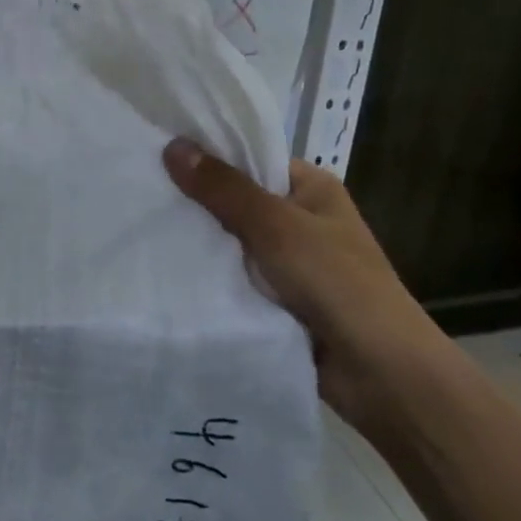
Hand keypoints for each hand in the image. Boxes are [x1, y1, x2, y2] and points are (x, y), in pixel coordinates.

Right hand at [163, 138, 446, 429]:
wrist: (381, 375)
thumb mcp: (276, 226)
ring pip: (230, 240)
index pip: (250, 157)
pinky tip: (164, 266)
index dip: (207, 155)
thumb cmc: (336, 283)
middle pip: (235, 198)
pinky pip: (232, 275)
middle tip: (139, 189)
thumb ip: (223, 189)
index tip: (156, 151)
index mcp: (311, 188)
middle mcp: (300, 219)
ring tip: (140, 224)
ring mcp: (288, 261)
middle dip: (195, 199)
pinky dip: (208, 273)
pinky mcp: (275, 298)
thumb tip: (172, 146)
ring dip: (198, 240)